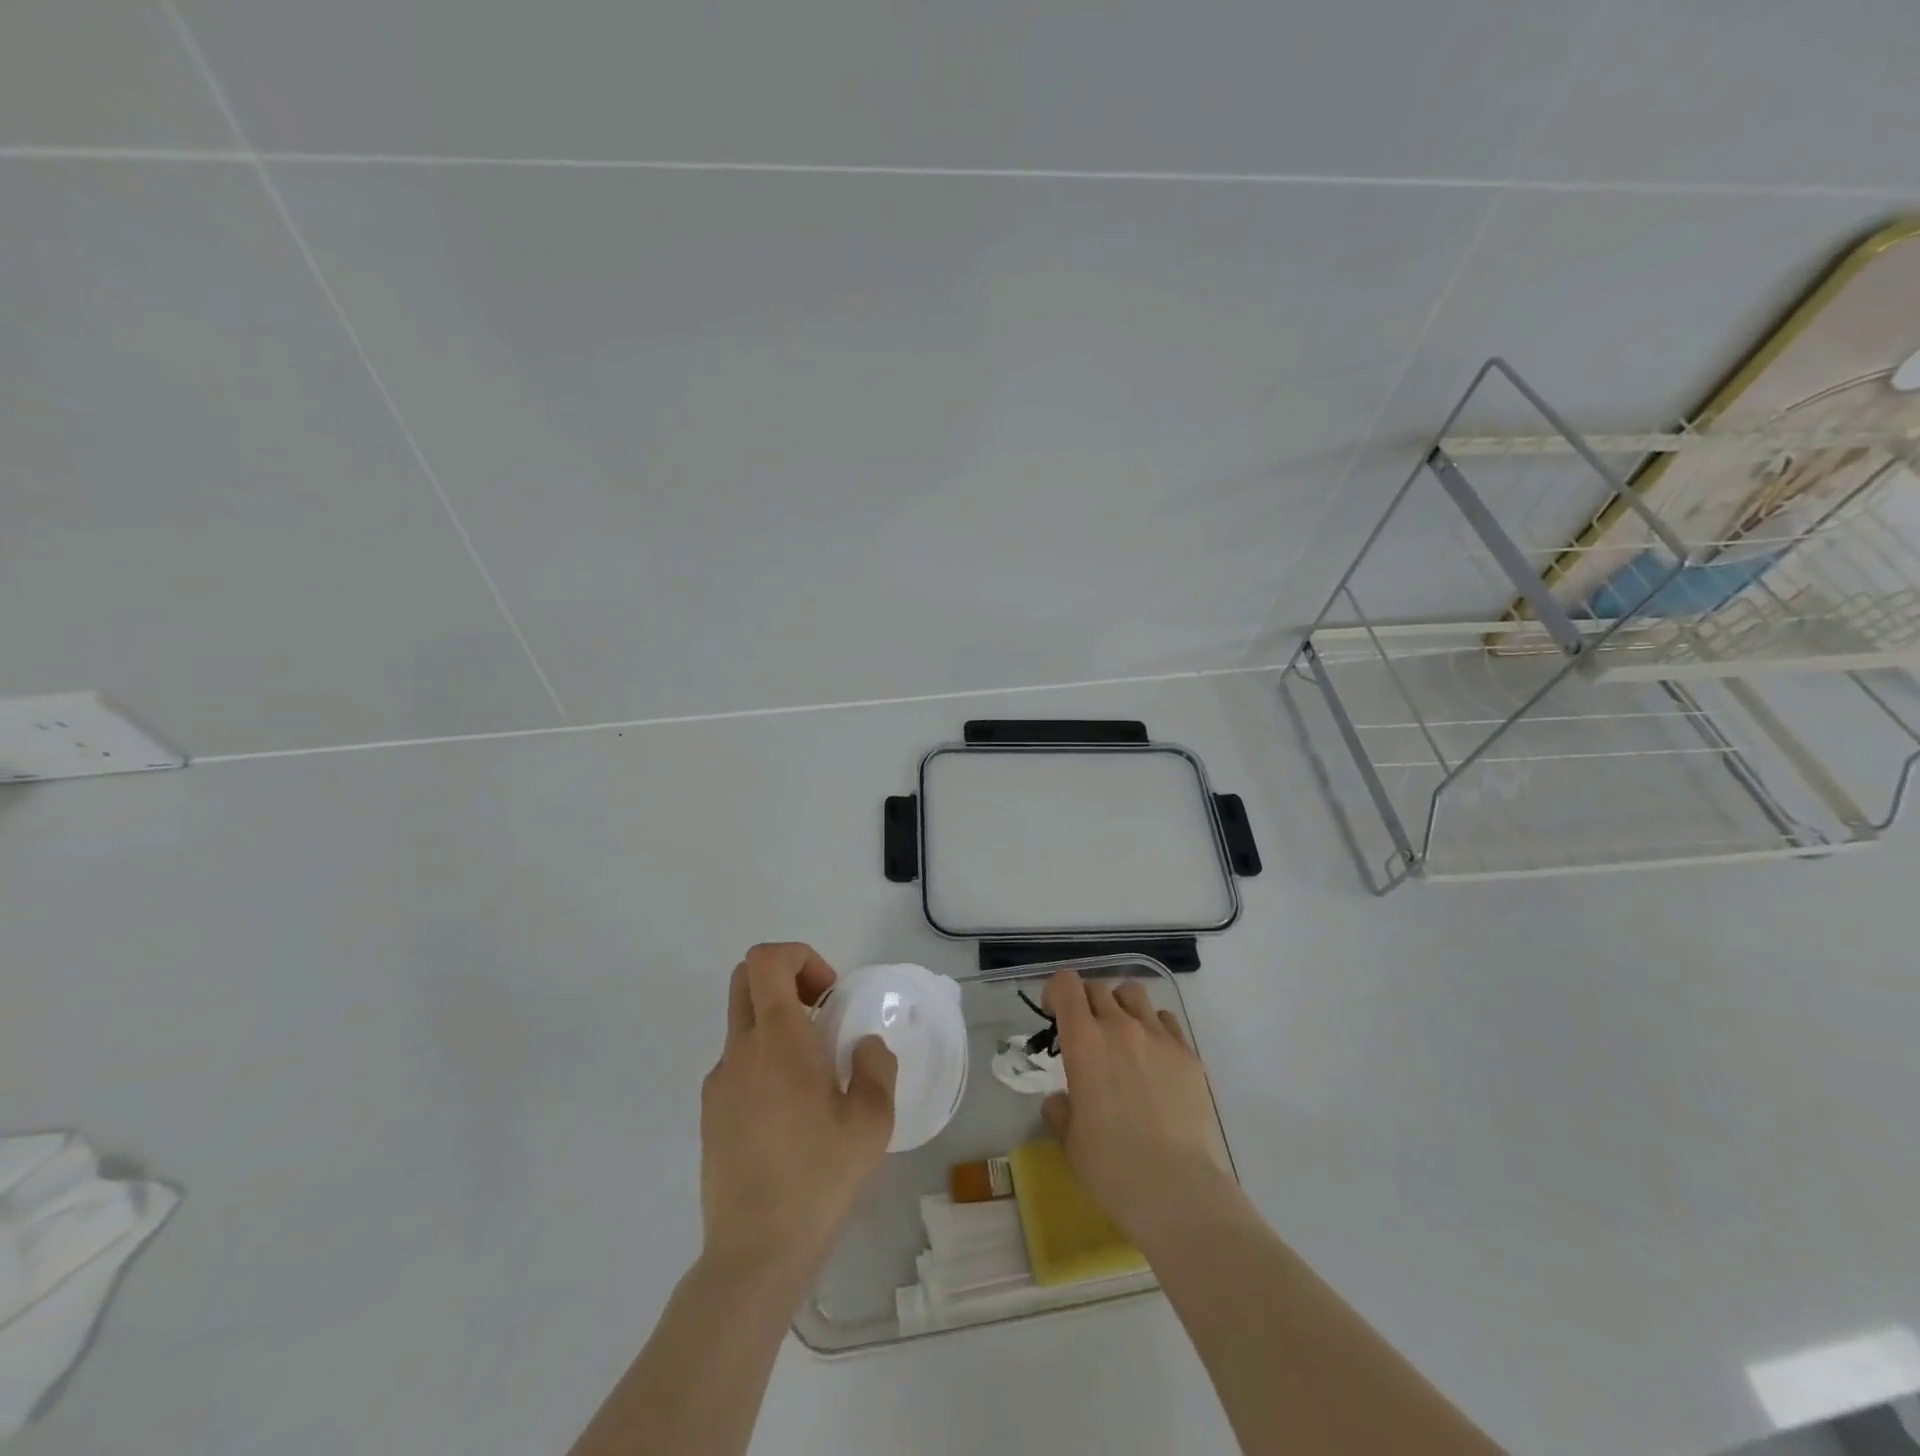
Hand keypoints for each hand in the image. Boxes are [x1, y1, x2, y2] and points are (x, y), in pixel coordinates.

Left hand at [699, 943, 896, 1282]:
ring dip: (778, 1022)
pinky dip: (765, 1059)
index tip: (830, 996)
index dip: (800, 957)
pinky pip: (738, 1062)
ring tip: (816, 1075)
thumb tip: (862, 1046)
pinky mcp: (711, 1114)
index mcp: (778, 1041)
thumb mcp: (871, 1123)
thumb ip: (874, 1067)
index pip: (766, 960)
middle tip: (823, 1016)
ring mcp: (719, 1083)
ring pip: (742, 1021)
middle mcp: (740, 1051)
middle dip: (786, 978)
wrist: (753, 1257)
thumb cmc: (817, 1181)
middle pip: (745, 978)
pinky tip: (792, 1114)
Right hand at [1041, 968, 1234, 1248]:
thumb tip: (1062, 1100)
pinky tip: (1153, 1058)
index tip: (1053, 1014)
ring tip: (1121, 1035)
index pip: (1066, 985)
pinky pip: (1166, 1020)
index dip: (1055, 992)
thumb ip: (1060, 1109)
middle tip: (1085, 1033)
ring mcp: (1158, 1036)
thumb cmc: (1112, 1167)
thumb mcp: (1069, 1140)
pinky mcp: (1188, 1053)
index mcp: (1084, 1041)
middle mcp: (1120, 1026)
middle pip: (1097, 987)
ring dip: (1120, 1006)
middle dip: (1085, 1003)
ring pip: (1134, 994)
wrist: (1177, 1188)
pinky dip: (1153, 1027)